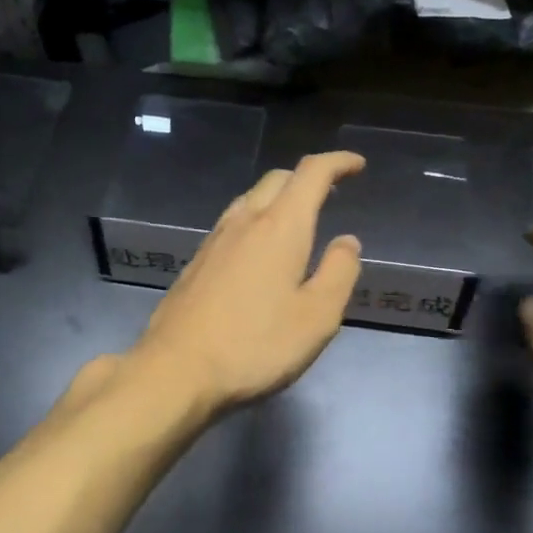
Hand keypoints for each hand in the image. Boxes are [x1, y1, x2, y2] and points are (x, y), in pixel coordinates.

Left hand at [130, 152, 365, 418]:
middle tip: (331, 192)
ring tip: (297, 218)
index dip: (337, 162)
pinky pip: (233, 222)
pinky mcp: (197, 261)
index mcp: (280, 227)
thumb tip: (347, 241)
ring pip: (251, 199)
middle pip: (278, 179)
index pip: (311, 174)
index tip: (357, 165)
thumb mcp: (317, 317)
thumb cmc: (255, 345)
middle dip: (307, 177)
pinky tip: (259, 249)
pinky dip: (257, 219)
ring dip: (279, 197)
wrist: (176, 370)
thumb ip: (339, 272)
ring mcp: (215, 240)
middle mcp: (245, 221)